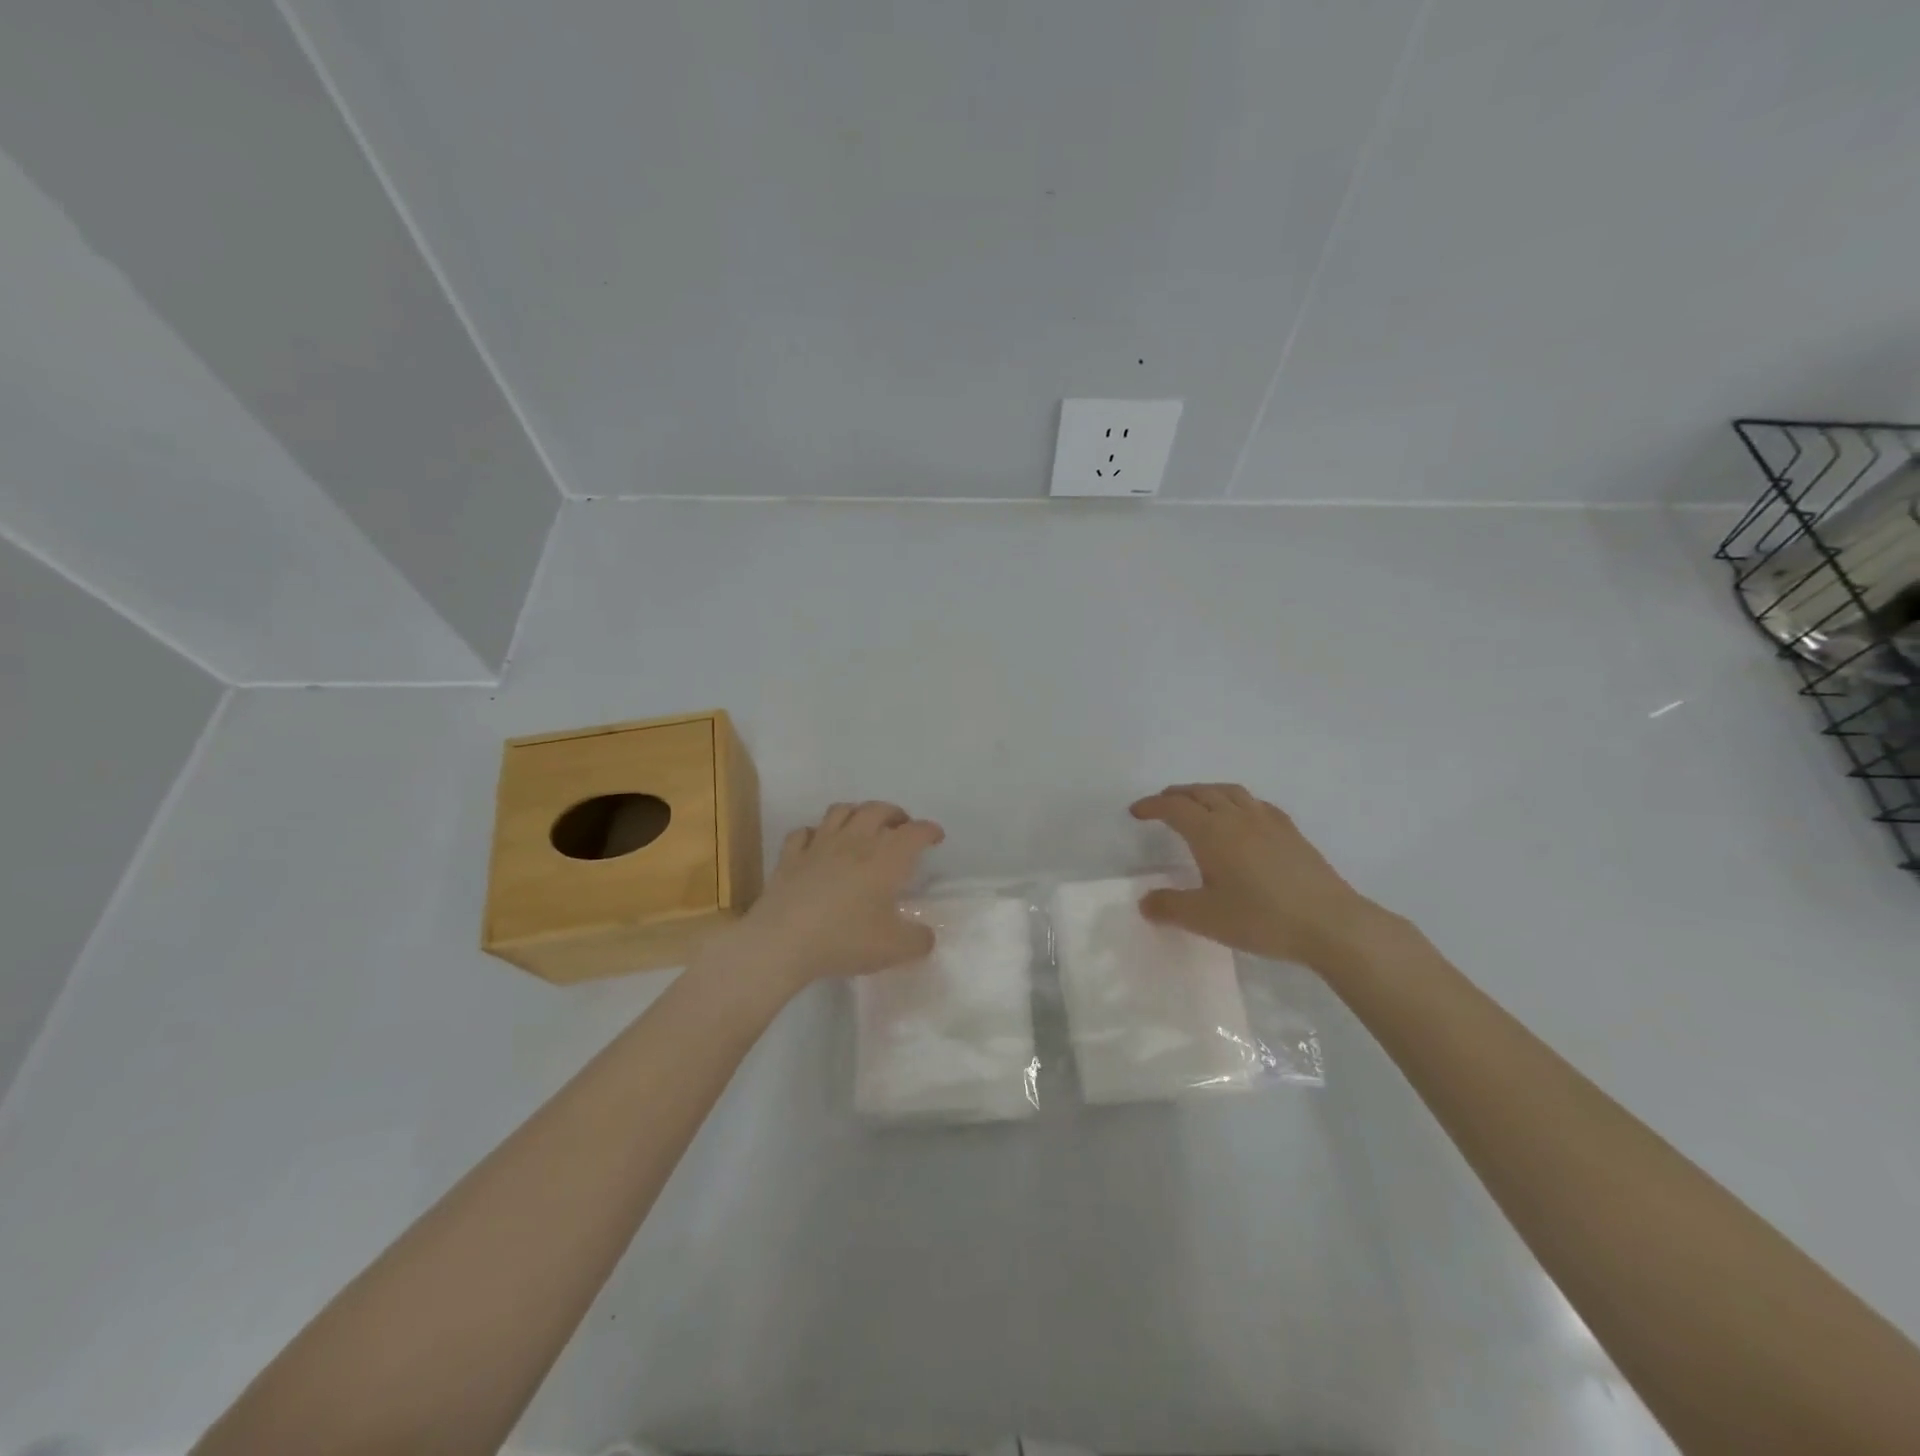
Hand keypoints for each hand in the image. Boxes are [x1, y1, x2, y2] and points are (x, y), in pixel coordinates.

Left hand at [709, 800, 944, 989]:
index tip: (936, 837)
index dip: (929, 831)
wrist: (783, 941)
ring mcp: (818, 846)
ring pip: (840, 811)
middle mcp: (854, 842)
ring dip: (857, 813)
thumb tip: (926, 936)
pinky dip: (814, 833)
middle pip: (877, 810)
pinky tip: (817, 844)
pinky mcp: (790, 857)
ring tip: (863, 826)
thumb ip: (918, 940)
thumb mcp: (894, 949)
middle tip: (901, 826)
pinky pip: (803, 833)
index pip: (914, 832)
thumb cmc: (845, 939)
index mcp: (885, 858)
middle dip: (894, 813)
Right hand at [1129, 784, 1390, 968]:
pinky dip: (1237, 802)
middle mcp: (1237, 817)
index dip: (1152, 805)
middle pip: (1200, 792)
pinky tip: (1242, 818)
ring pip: (1230, 792)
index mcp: (1211, 832)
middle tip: (1161, 805)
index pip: (1174, 807)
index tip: (1136, 812)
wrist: (1330, 923)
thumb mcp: (1206, 918)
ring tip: (1198, 803)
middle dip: (1176, 795)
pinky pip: (1256, 804)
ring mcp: (1268, 821)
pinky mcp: (1291, 832)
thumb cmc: (1261, 918)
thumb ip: (1170, 907)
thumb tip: (1145, 901)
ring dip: (1206, 792)